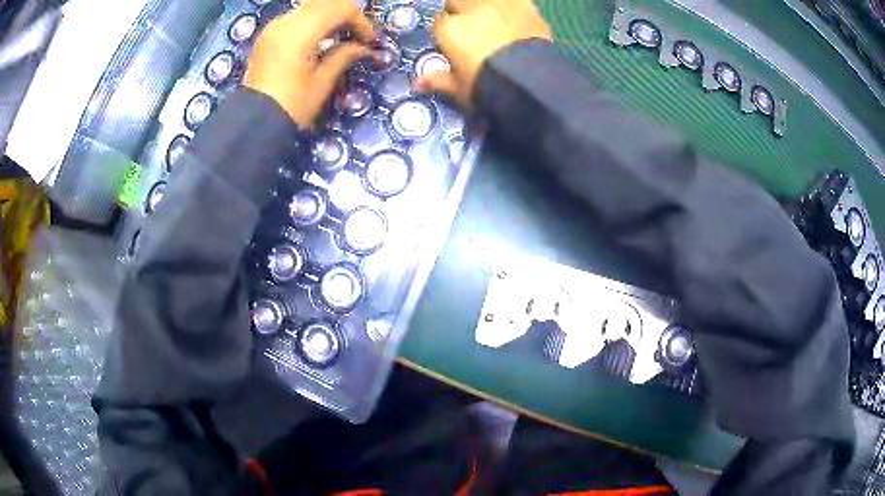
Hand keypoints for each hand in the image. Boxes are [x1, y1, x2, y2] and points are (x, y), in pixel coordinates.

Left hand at [245, 0, 376, 127]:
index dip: (360, 20)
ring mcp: (273, 27)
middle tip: (357, 35)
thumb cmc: (291, 107)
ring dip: (329, 16)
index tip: (369, 40)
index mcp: (299, 34)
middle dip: (346, 14)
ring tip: (340, 37)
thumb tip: (363, 47)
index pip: (340, 9)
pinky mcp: (268, 35)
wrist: (253, 123)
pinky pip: (296, 16)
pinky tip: (320, 39)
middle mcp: (285, 23)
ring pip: (310, 7)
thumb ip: (343, 56)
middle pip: (325, 3)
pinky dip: (313, 21)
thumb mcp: (322, 82)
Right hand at [415, 0, 551, 107]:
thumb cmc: (488, 87)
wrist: (531, 83)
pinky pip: (515, 0)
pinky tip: (515, 15)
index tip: (454, 43)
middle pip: (457, 1)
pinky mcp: (525, 5)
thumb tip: (417, 82)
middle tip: (472, 29)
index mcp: (449, 29)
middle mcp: (470, 9)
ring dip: (484, 6)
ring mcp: (499, 4)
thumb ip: (439, 80)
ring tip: (493, 20)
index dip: (446, 31)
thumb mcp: (460, 89)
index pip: (439, 22)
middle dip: (461, 11)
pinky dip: (512, 6)